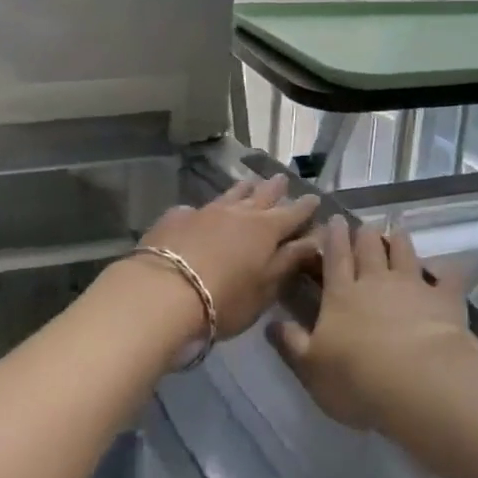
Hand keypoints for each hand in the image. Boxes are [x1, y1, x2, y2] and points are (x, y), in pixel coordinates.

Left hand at [138, 175, 319, 340]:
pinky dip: (205, 209)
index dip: (305, 207)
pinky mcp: (176, 218)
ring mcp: (205, 211)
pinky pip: (196, 208)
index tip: (315, 198)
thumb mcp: (265, 287)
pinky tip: (199, 212)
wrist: (162, 293)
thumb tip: (315, 238)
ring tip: (250, 182)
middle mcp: (238, 213)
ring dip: (243, 189)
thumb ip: (290, 261)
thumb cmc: (224, 298)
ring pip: (230, 194)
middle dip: (275, 188)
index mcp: (266, 230)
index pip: (293, 214)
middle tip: (282, 179)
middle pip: (262, 195)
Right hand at [269, 215, 472, 430]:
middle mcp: (376, 281)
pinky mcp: (445, 298)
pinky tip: (449, 266)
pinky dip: (448, 269)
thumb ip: (291, 343)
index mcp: (341, 294)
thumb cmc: (356, 377)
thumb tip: (271, 323)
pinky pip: (448, 276)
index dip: (333, 237)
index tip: (334, 219)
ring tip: (397, 230)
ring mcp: (413, 286)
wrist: (417, 379)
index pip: (335, 258)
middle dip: (365, 234)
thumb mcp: (311, 367)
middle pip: (369, 249)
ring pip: (405, 253)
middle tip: (364, 224)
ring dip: (400, 241)